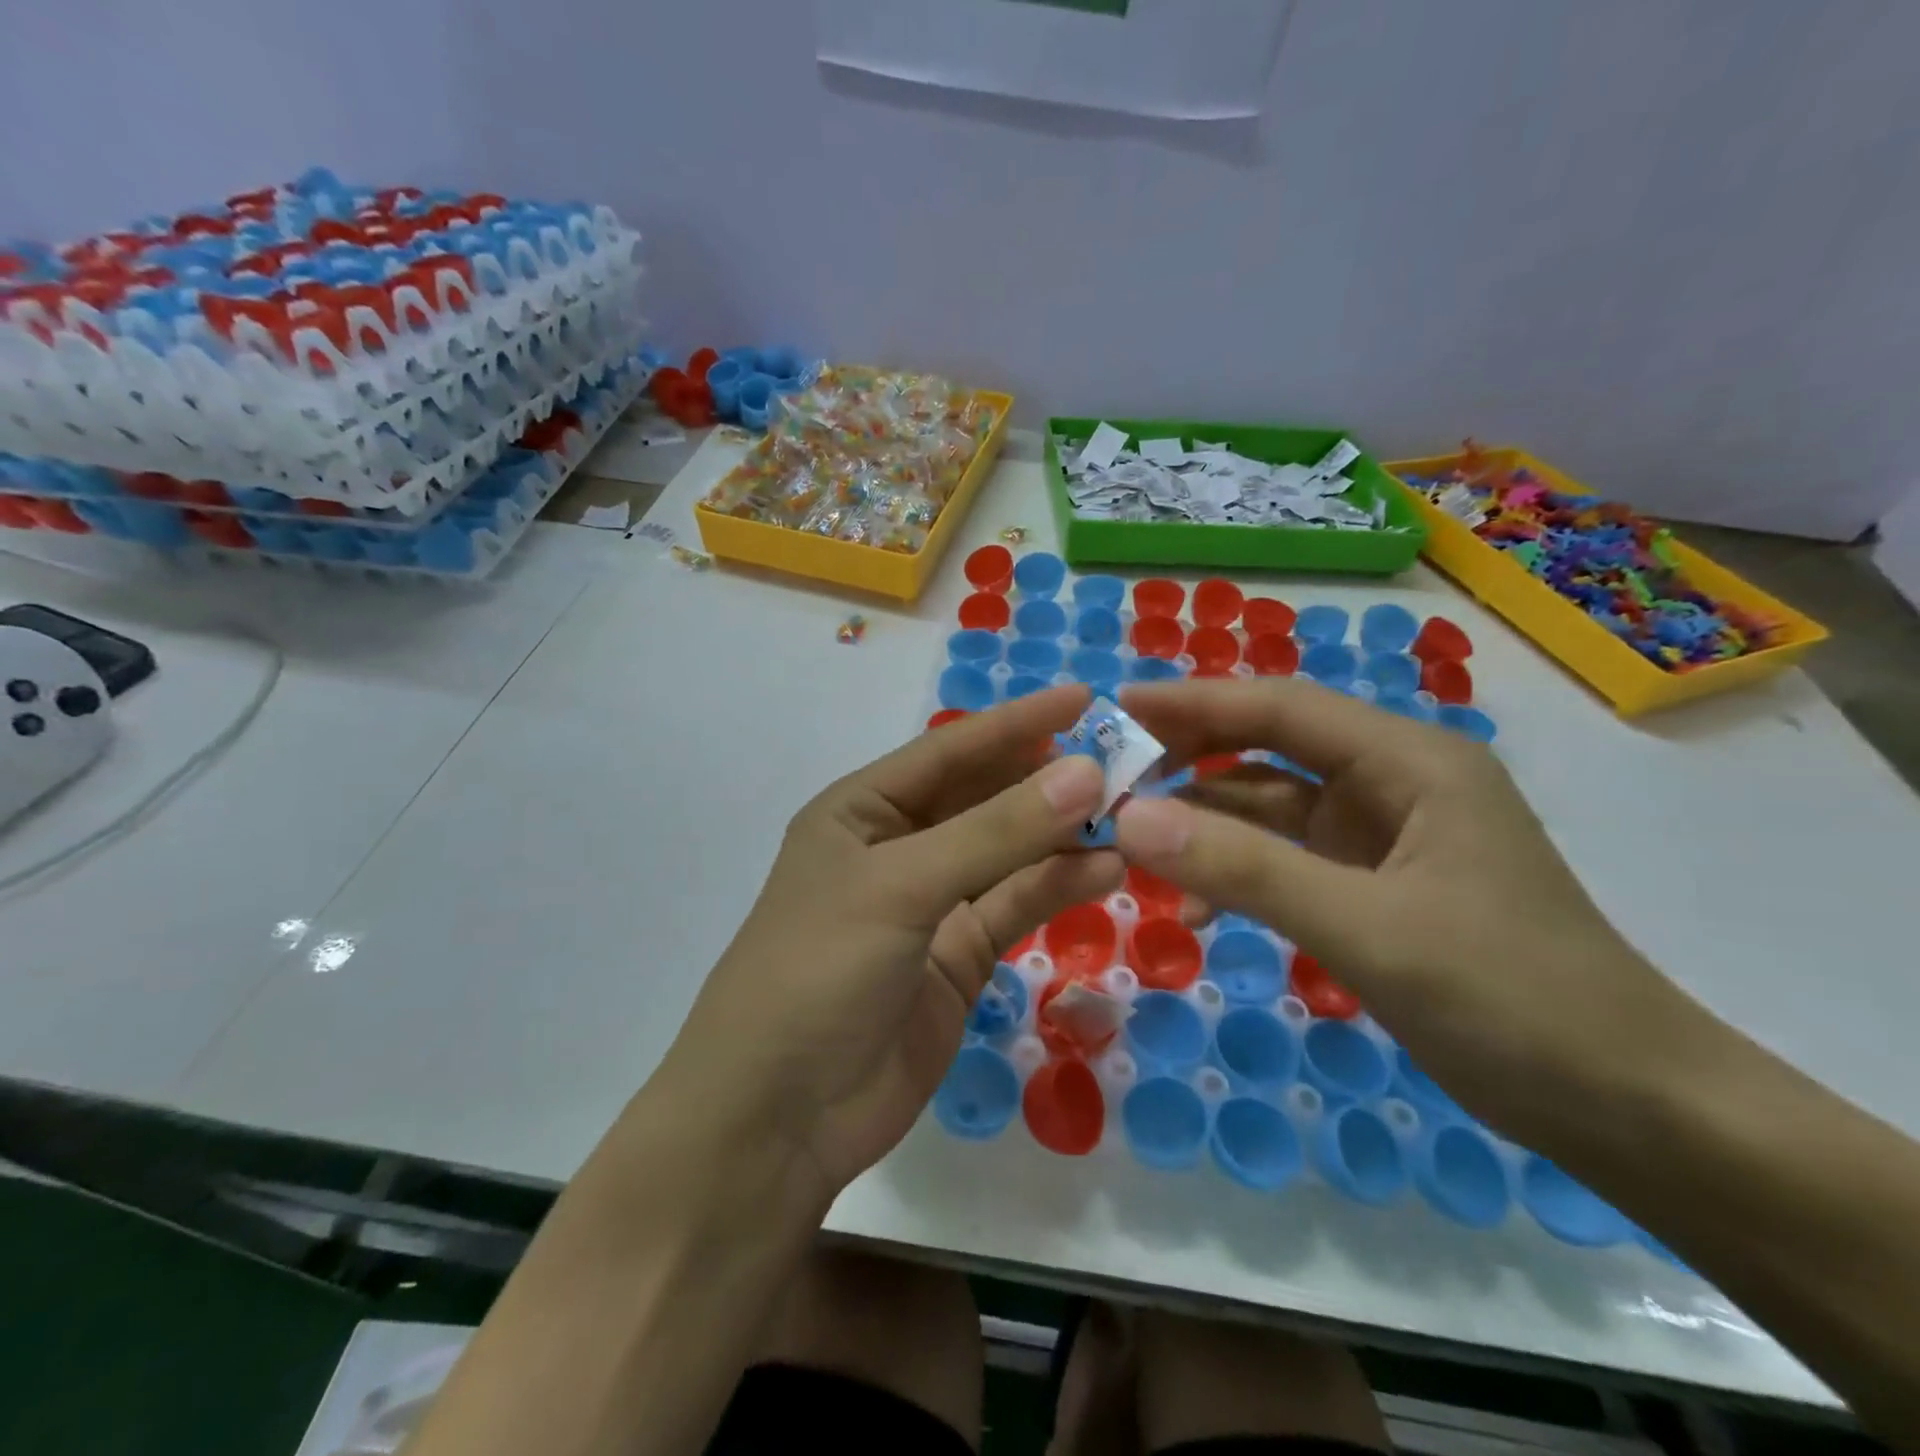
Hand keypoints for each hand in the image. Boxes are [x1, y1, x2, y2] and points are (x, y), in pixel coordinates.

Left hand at [656, 685, 1120, 1204]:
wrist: (776, 1120)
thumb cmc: (816, 972)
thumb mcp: (901, 888)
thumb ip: (996, 833)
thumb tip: (1086, 773)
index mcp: (861, 811)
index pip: (949, 752)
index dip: (1015, 724)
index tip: (1083, 698)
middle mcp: (897, 848)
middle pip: (983, 799)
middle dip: (1046, 780)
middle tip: (1123, 760)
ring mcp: (930, 905)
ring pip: (1007, 855)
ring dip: (1061, 835)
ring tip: (1130, 813)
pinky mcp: (958, 958)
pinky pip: (1014, 907)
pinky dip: (1057, 887)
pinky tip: (1105, 868)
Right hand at [1111, 677, 1694, 1144]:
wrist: (1630, 1109)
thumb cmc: (1511, 999)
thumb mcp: (1366, 928)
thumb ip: (1244, 868)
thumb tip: (1130, 818)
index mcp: (1409, 761)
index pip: (1280, 707)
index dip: (1195, 701)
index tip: (1118, 708)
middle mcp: (1393, 782)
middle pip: (1269, 750)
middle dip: (1189, 761)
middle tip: (1112, 780)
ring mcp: (1383, 837)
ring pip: (1270, 809)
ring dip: (1206, 825)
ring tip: (1135, 848)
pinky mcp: (1374, 885)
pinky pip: (1285, 860)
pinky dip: (1237, 873)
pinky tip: (1198, 910)